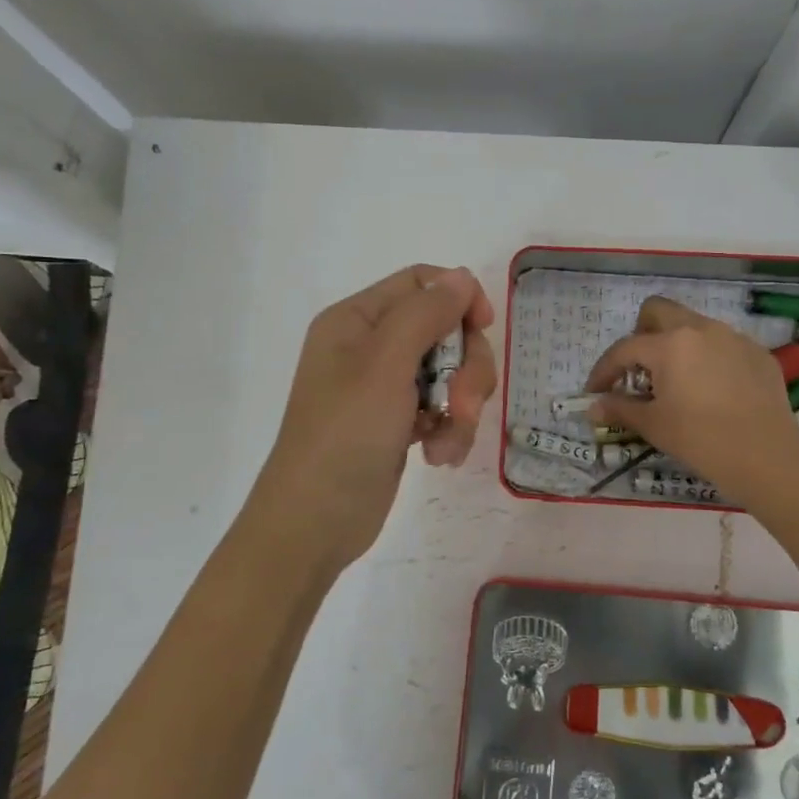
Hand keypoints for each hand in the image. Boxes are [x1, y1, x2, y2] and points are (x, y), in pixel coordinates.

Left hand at [245, 265, 496, 579]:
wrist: (315, 523)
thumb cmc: (345, 435)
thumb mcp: (385, 365)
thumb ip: (425, 314)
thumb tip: (461, 276)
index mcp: (357, 320)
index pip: (421, 283)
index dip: (458, 298)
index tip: (484, 328)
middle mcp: (371, 346)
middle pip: (444, 331)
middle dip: (465, 368)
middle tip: (464, 404)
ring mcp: (385, 387)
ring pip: (450, 373)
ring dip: (461, 407)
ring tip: (447, 443)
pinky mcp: (398, 422)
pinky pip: (442, 409)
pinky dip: (449, 430)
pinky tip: (438, 457)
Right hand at [586, 296, 798, 509]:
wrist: (766, 457)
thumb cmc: (700, 439)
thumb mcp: (654, 425)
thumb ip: (620, 409)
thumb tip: (594, 406)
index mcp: (670, 344)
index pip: (625, 348)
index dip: (604, 370)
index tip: (595, 391)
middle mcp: (701, 329)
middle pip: (659, 311)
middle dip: (640, 333)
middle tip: (638, 369)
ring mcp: (733, 337)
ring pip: (694, 325)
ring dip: (676, 344)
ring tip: (677, 381)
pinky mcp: (758, 353)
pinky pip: (723, 344)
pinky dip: (708, 359)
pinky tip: (713, 391)